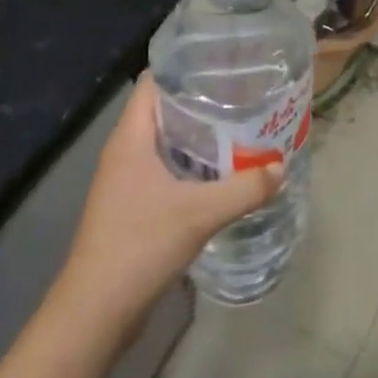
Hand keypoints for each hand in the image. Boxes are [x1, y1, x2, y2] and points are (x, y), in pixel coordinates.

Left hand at [58, 73, 283, 334]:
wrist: (96, 312)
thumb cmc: (140, 246)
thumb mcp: (201, 213)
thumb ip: (245, 188)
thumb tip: (282, 166)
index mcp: (131, 139)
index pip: (154, 82)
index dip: (186, 68)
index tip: (224, 65)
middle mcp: (125, 152)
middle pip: (164, 110)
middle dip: (203, 102)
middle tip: (245, 96)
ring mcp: (126, 181)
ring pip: (167, 142)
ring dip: (200, 136)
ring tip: (242, 129)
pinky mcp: (132, 206)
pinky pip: (166, 170)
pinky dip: (193, 164)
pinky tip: (222, 173)